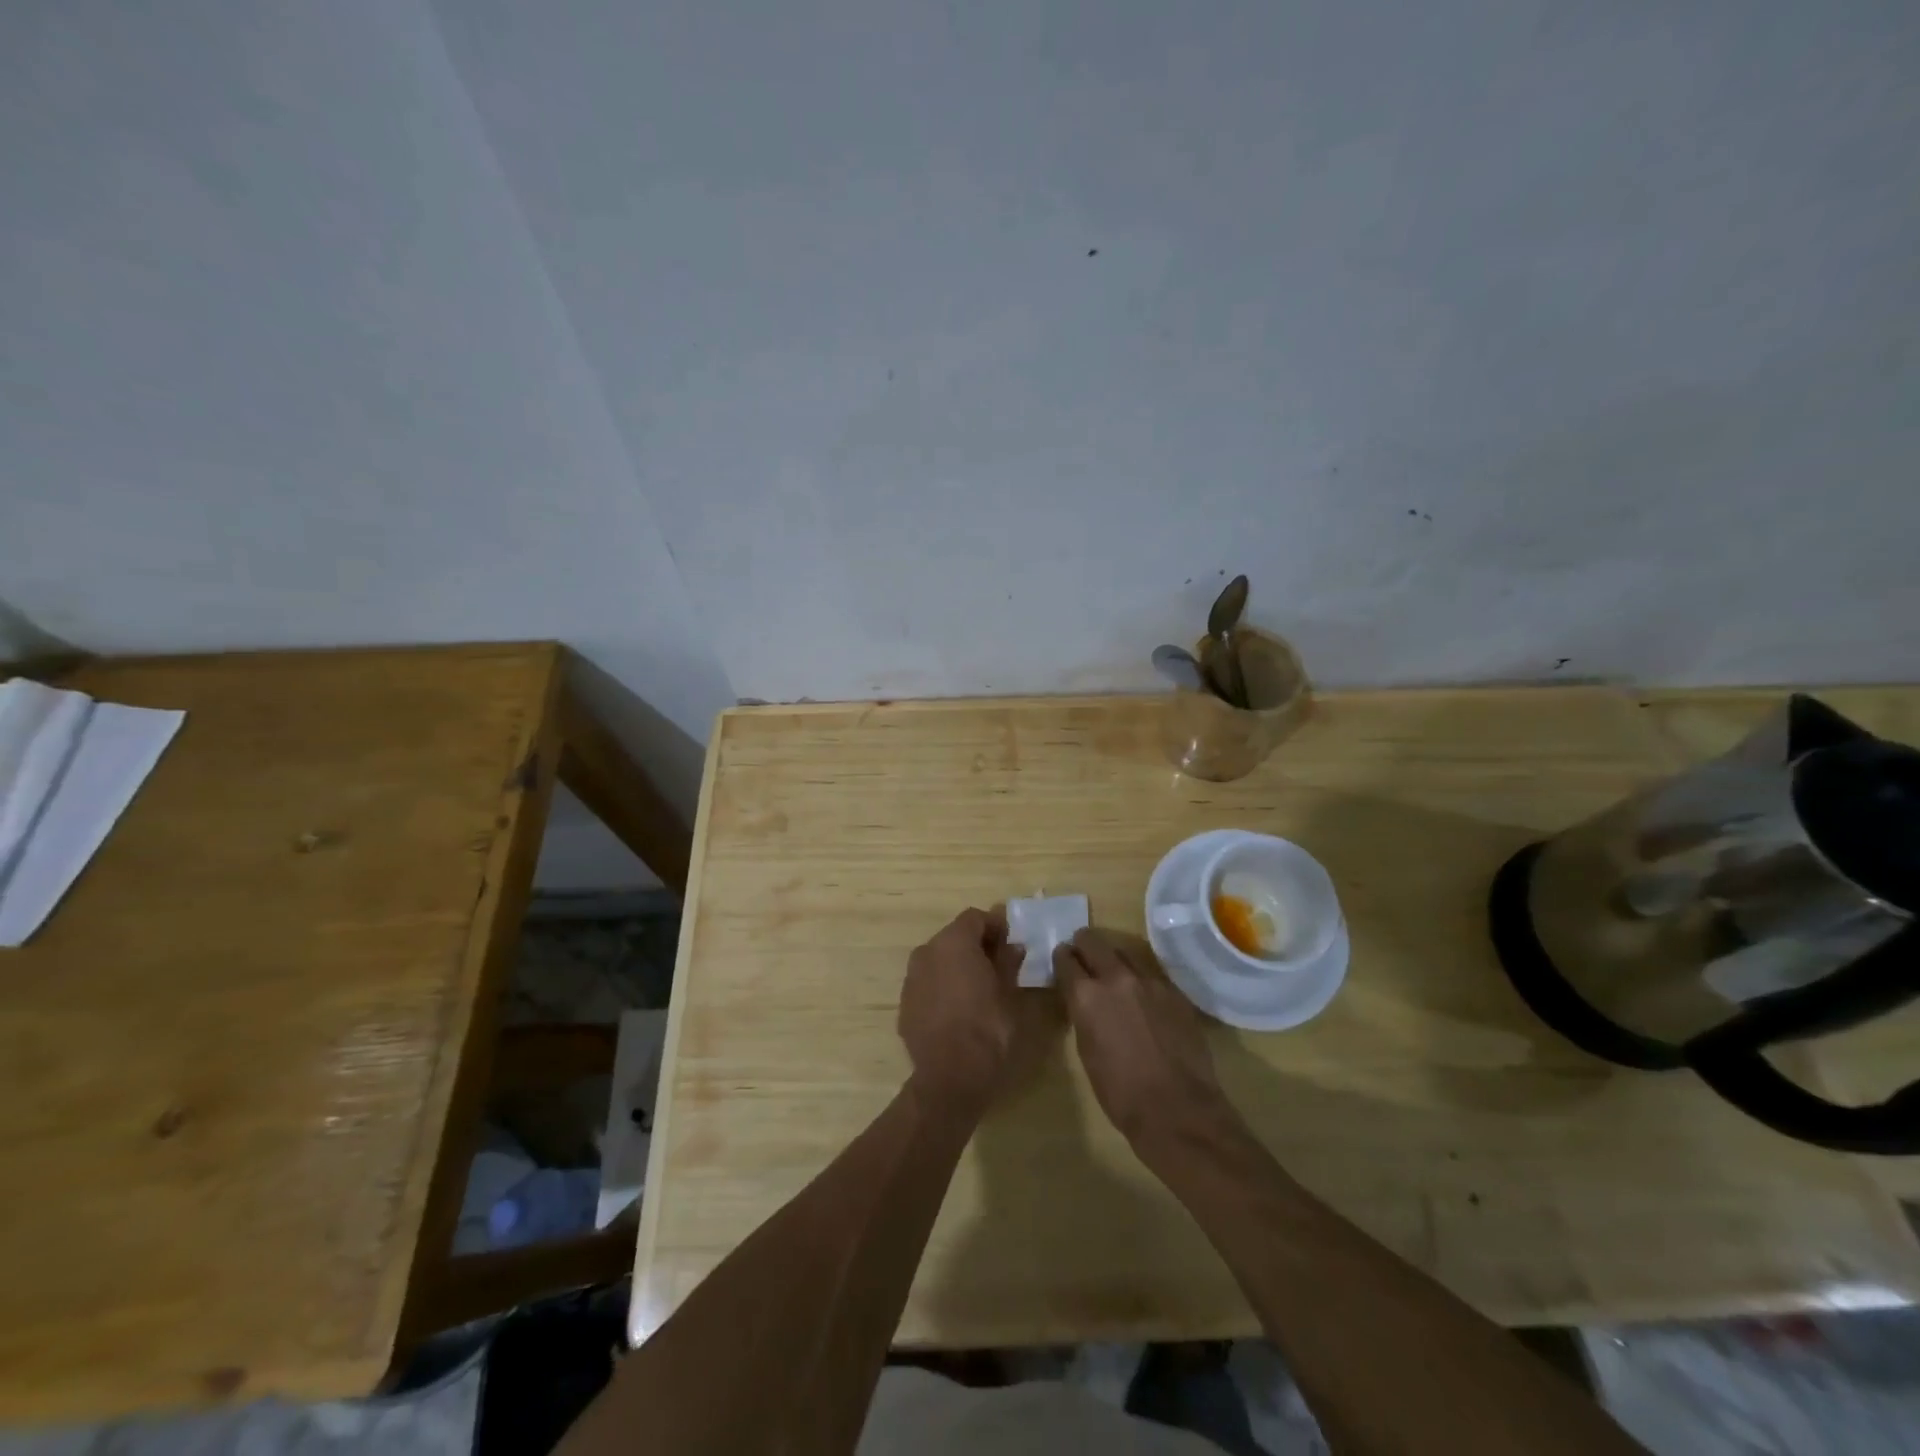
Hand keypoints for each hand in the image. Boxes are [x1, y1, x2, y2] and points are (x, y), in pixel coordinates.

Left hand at [899, 907, 1056, 1117]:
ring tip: (979, 987)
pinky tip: (958, 1009)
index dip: (995, 925)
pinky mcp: (905, 1003)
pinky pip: (928, 983)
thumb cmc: (987, 1028)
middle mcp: (927, 951)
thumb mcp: (1009, 993)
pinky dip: (943, 986)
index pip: (975, 917)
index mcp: (954, 942)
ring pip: (939, 960)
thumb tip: (1012, 946)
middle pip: (954, 936)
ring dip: (957, 965)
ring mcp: (911, 978)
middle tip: (999, 964)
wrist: (950, 1077)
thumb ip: (1009, 962)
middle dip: (976, 945)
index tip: (1011, 941)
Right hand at [1053, 928, 1235, 1152]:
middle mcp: (1116, 978)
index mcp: (1086, 995)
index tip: (1062, 962)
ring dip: (1114, 959)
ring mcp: (1150, 981)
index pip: (1065, 959)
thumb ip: (1082, 1015)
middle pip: (1093, 941)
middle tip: (1082, 957)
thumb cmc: (1120, 1092)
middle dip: (1084, 945)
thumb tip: (1082, 1000)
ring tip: (1113, 974)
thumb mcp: (1086, 1051)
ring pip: (1125, 952)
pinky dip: (1140, 978)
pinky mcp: (1175, 991)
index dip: (1061, 959)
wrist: (1178, 1109)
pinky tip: (1142, 997)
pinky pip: (1151, 973)